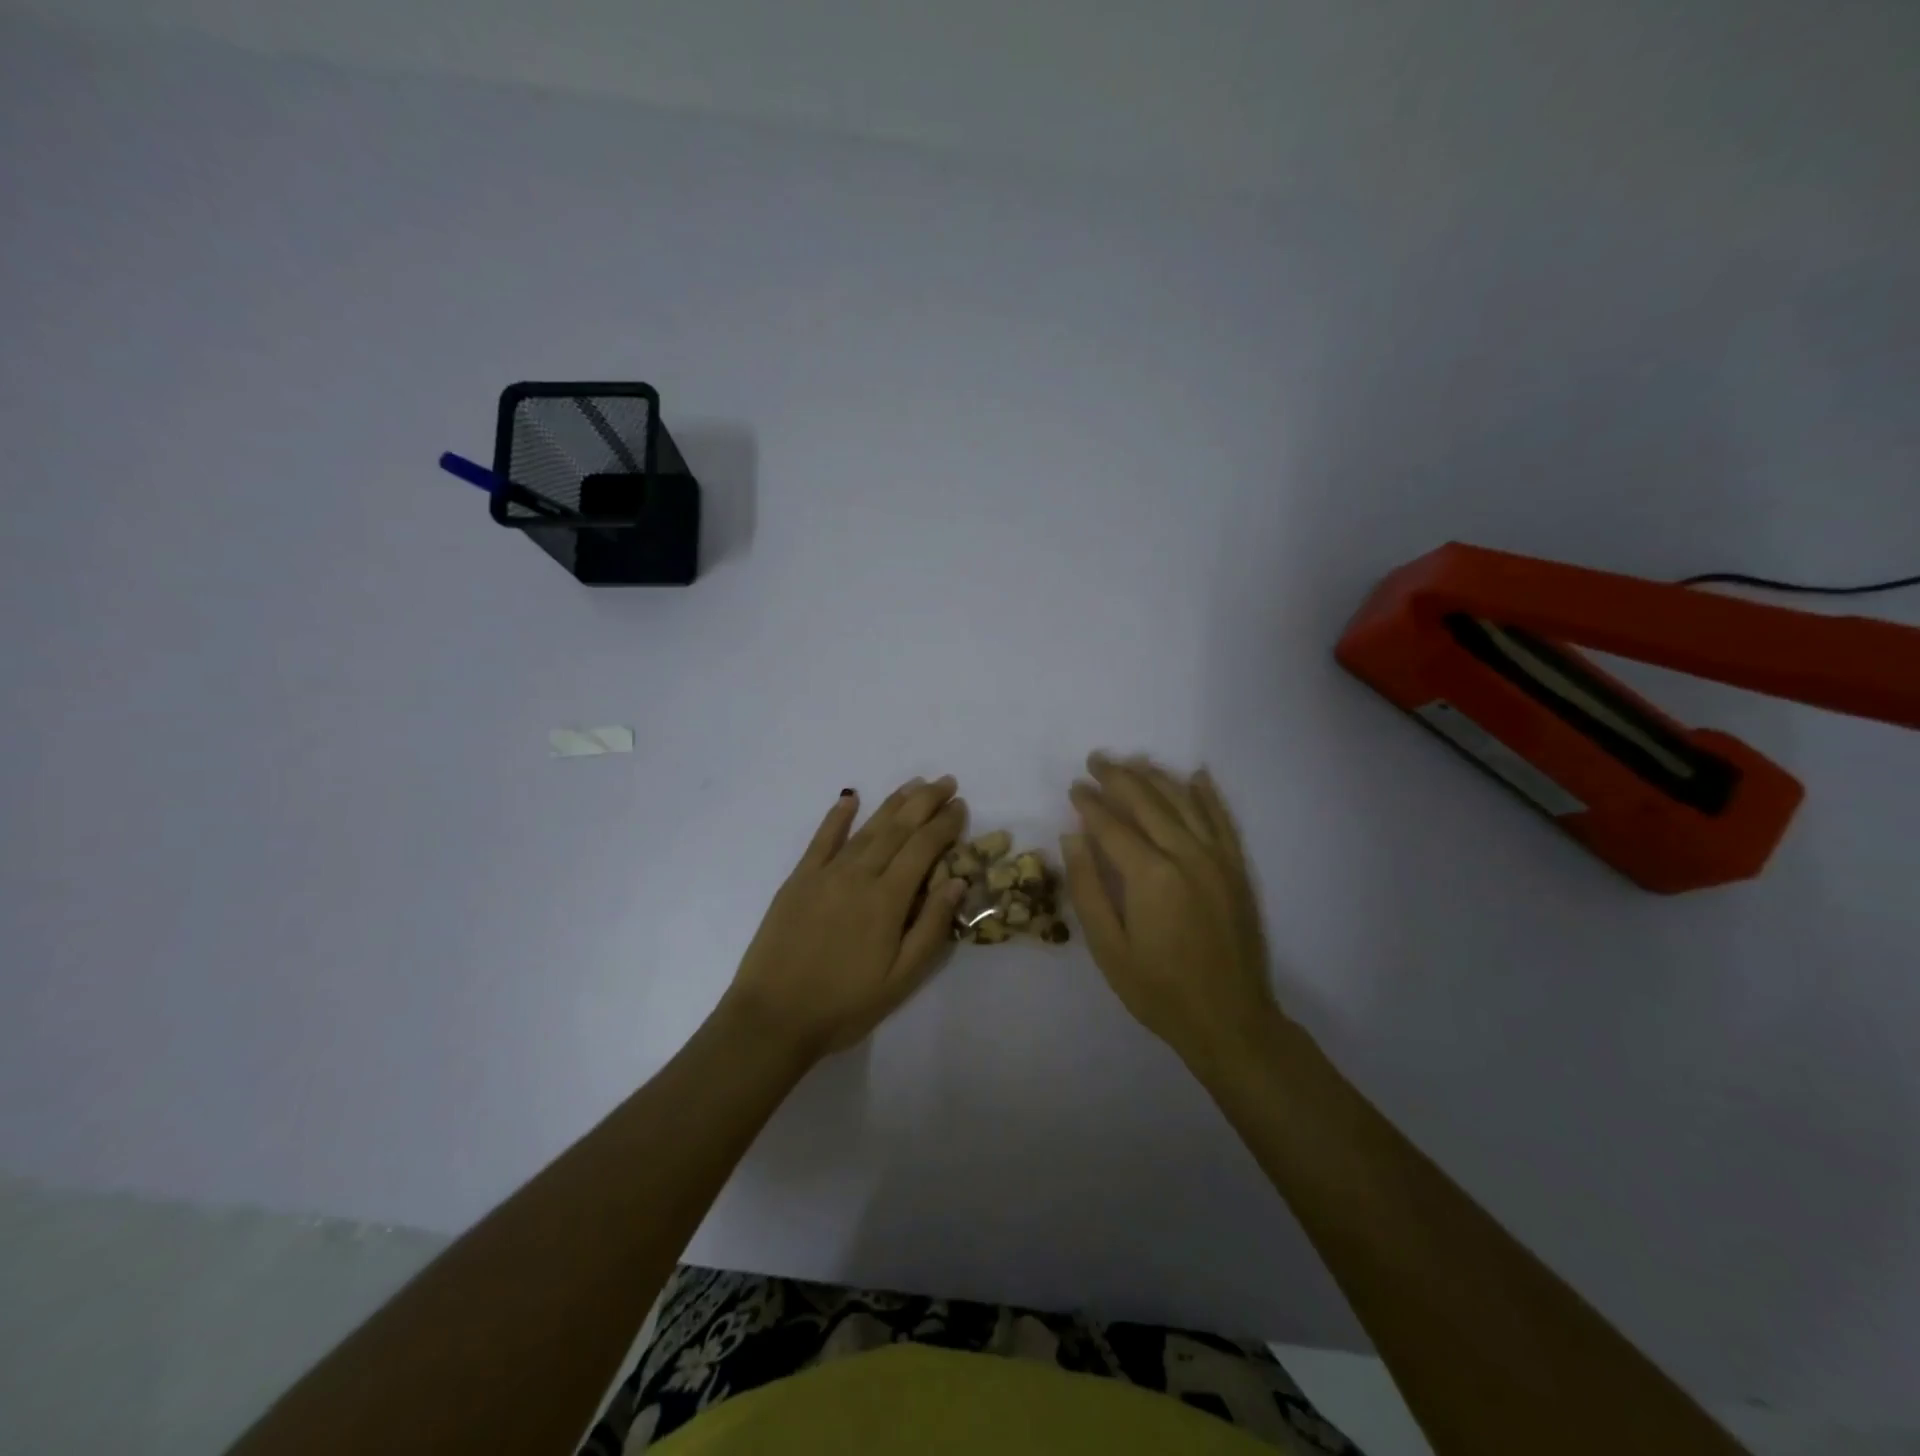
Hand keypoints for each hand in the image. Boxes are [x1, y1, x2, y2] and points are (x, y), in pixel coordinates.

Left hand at [722, 777, 968, 1064]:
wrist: (773, 1017)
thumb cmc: (844, 1004)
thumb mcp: (901, 979)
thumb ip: (931, 927)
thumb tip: (958, 881)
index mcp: (887, 900)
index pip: (924, 848)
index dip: (945, 824)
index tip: (961, 805)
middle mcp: (859, 875)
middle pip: (898, 828)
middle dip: (925, 802)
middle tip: (946, 782)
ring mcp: (826, 874)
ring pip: (867, 828)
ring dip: (893, 802)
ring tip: (914, 783)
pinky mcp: (799, 879)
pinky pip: (822, 839)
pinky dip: (838, 815)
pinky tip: (850, 797)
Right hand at [1062, 754, 1279, 1065]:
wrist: (1230, 1021)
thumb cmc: (1158, 990)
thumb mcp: (1108, 948)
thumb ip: (1088, 887)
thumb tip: (1073, 836)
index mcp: (1150, 875)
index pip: (1112, 824)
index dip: (1090, 803)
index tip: (1074, 786)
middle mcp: (1187, 855)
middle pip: (1148, 802)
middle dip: (1119, 777)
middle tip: (1096, 760)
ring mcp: (1218, 859)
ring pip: (1185, 802)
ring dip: (1157, 778)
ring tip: (1134, 762)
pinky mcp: (1237, 869)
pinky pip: (1222, 819)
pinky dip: (1208, 794)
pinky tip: (1196, 776)